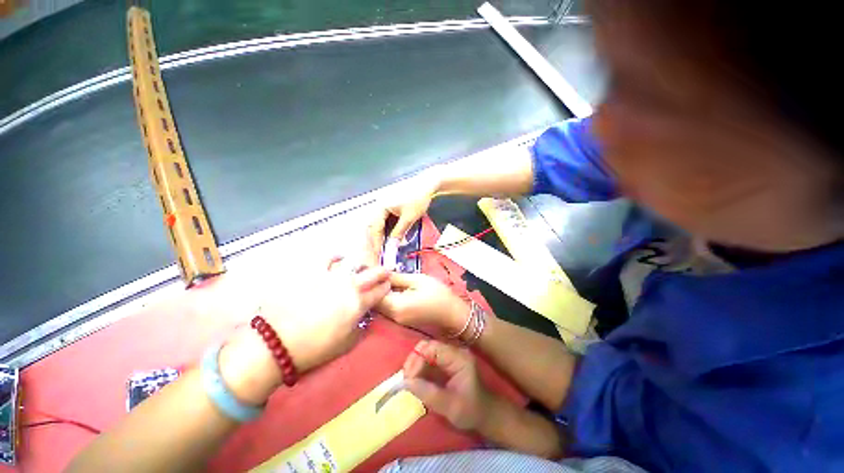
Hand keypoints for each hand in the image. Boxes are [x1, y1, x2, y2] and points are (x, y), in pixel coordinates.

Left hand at [220, 258, 389, 403]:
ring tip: (360, 267)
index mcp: (358, 303)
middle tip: (384, 272)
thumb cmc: (314, 348)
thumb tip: (364, 316)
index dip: (386, 287)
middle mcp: (349, 285)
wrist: (276, 343)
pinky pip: (327, 259)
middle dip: (382, 272)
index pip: (380, 291)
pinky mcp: (313, 273)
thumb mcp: (346, 344)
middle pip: (372, 273)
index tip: (388, 286)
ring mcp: (331, 277)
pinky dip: (335, 257)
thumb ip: (360, 327)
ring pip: (353, 263)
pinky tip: (338, 258)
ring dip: (361, 265)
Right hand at [366, 172, 440, 264]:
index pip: (375, 228)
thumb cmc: (418, 198)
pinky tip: (389, 236)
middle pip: (373, 226)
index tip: (378, 254)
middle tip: (378, 252)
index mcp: (380, 206)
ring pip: (378, 223)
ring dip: (380, 235)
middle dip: (375, 240)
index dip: (376, 242)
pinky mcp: (390, 204)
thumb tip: (393, 245)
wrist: (428, 183)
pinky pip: (384, 219)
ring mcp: (384, 204)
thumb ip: (399, 232)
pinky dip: (386, 229)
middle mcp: (379, 204)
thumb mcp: (409, 218)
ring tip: (383, 247)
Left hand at [376, 273, 468, 335]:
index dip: (371, 281)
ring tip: (383, 276)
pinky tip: (391, 287)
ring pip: (380, 305)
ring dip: (379, 291)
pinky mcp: (401, 320)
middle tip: (376, 271)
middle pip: (374, 301)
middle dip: (373, 286)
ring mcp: (396, 320)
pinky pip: (387, 307)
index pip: (374, 294)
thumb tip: (382, 273)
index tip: (371, 268)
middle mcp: (393, 316)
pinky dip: (386, 297)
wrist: (452, 314)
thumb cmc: (438, 294)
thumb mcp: (418, 280)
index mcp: (397, 306)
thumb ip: (398, 277)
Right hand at [403, 340, 492, 430]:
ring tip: (408, 381)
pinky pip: (427, 359)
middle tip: (406, 379)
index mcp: (458, 357)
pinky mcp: (444, 361)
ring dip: (414, 364)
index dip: (418, 359)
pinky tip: (414, 380)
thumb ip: (428, 393)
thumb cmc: (471, 411)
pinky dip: (418, 368)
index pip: (433, 348)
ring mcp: (449, 355)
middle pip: (427, 346)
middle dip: (414, 360)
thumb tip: (405, 383)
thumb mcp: (450, 407)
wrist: (485, 414)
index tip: (408, 378)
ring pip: (425, 351)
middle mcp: (453, 351)